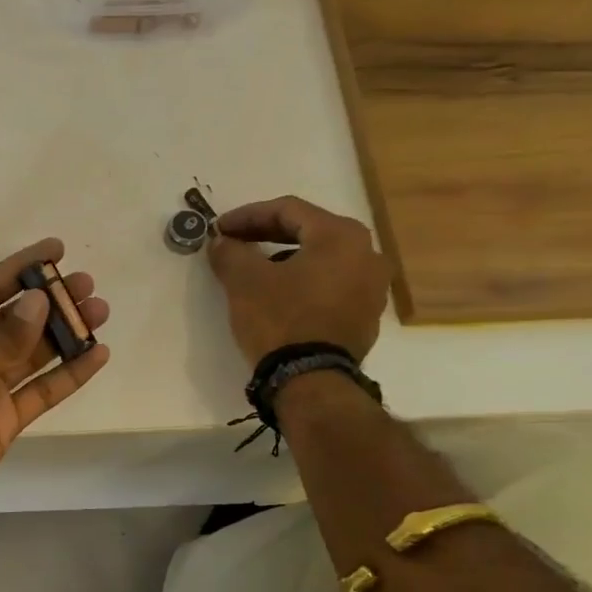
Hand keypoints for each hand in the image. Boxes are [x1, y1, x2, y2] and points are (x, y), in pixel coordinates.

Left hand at [0, 239, 109, 527]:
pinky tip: (97, 355)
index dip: (20, 268)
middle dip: (50, 301)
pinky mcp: (6, 419)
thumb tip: (39, 301)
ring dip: (65, 334)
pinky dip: (69, 375)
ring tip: (100, 312)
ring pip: (33, 353)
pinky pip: (42, 391)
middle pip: (15, 320)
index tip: (57, 250)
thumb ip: (5, 336)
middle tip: (88, 286)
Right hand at [207, 196, 390, 364]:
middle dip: (266, 234)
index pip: (287, 210)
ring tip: (255, 269)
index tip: (219, 228)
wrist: (311, 380)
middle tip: (234, 242)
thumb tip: (222, 242)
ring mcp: (372, 286)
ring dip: (285, 257)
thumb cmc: (280, 319)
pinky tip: (279, 294)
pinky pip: (330, 284)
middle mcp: (367, 253)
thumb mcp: (244, 281)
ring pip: (321, 258)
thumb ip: (231, 252)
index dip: (247, 216)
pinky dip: (303, 281)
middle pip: (308, 231)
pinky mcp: (366, 315)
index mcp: (341, 236)